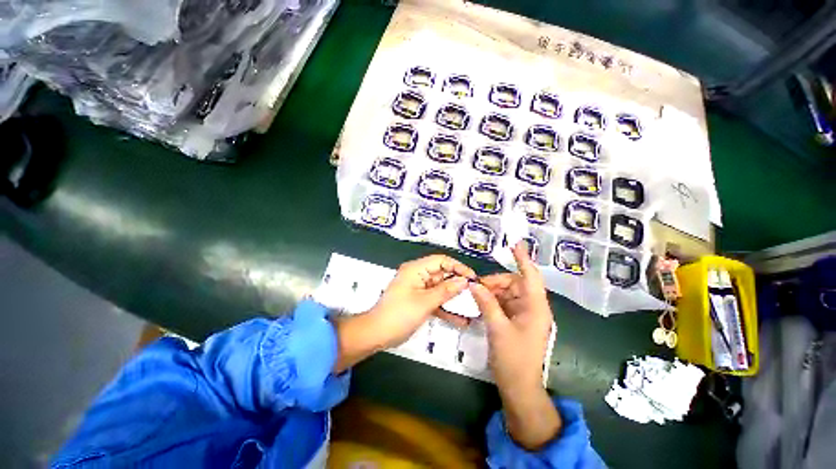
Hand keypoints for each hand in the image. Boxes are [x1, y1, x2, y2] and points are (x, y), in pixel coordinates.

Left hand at [333, 254, 474, 371]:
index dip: (458, 267)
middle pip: (442, 274)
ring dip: (454, 298)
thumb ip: (446, 291)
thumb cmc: (400, 314)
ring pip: (441, 289)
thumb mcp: (425, 302)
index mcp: (416, 269)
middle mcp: (418, 275)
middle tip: (475, 293)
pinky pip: (435, 300)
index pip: (441, 261)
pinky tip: (460, 319)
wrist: (377, 334)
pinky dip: (446, 308)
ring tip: (471, 307)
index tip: (472, 278)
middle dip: (458, 284)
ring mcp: (419, 288)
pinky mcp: (419, 300)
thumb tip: (464, 281)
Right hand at [469, 241, 560, 449]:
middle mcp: (532, 307)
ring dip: (492, 292)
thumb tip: (474, 284)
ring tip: (476, 296)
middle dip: (495, 282)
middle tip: (476, 287)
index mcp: (535, 307)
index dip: (523, 259)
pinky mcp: (516, 321)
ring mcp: (524, 315)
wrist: (519, 387)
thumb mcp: (497, 329)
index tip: (514, 244)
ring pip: (507, 293)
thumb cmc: (513, 359)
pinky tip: (480, 303)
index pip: (531, 276)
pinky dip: (492, 301)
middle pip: (515, 284)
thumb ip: (486, 303)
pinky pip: (504, 303)